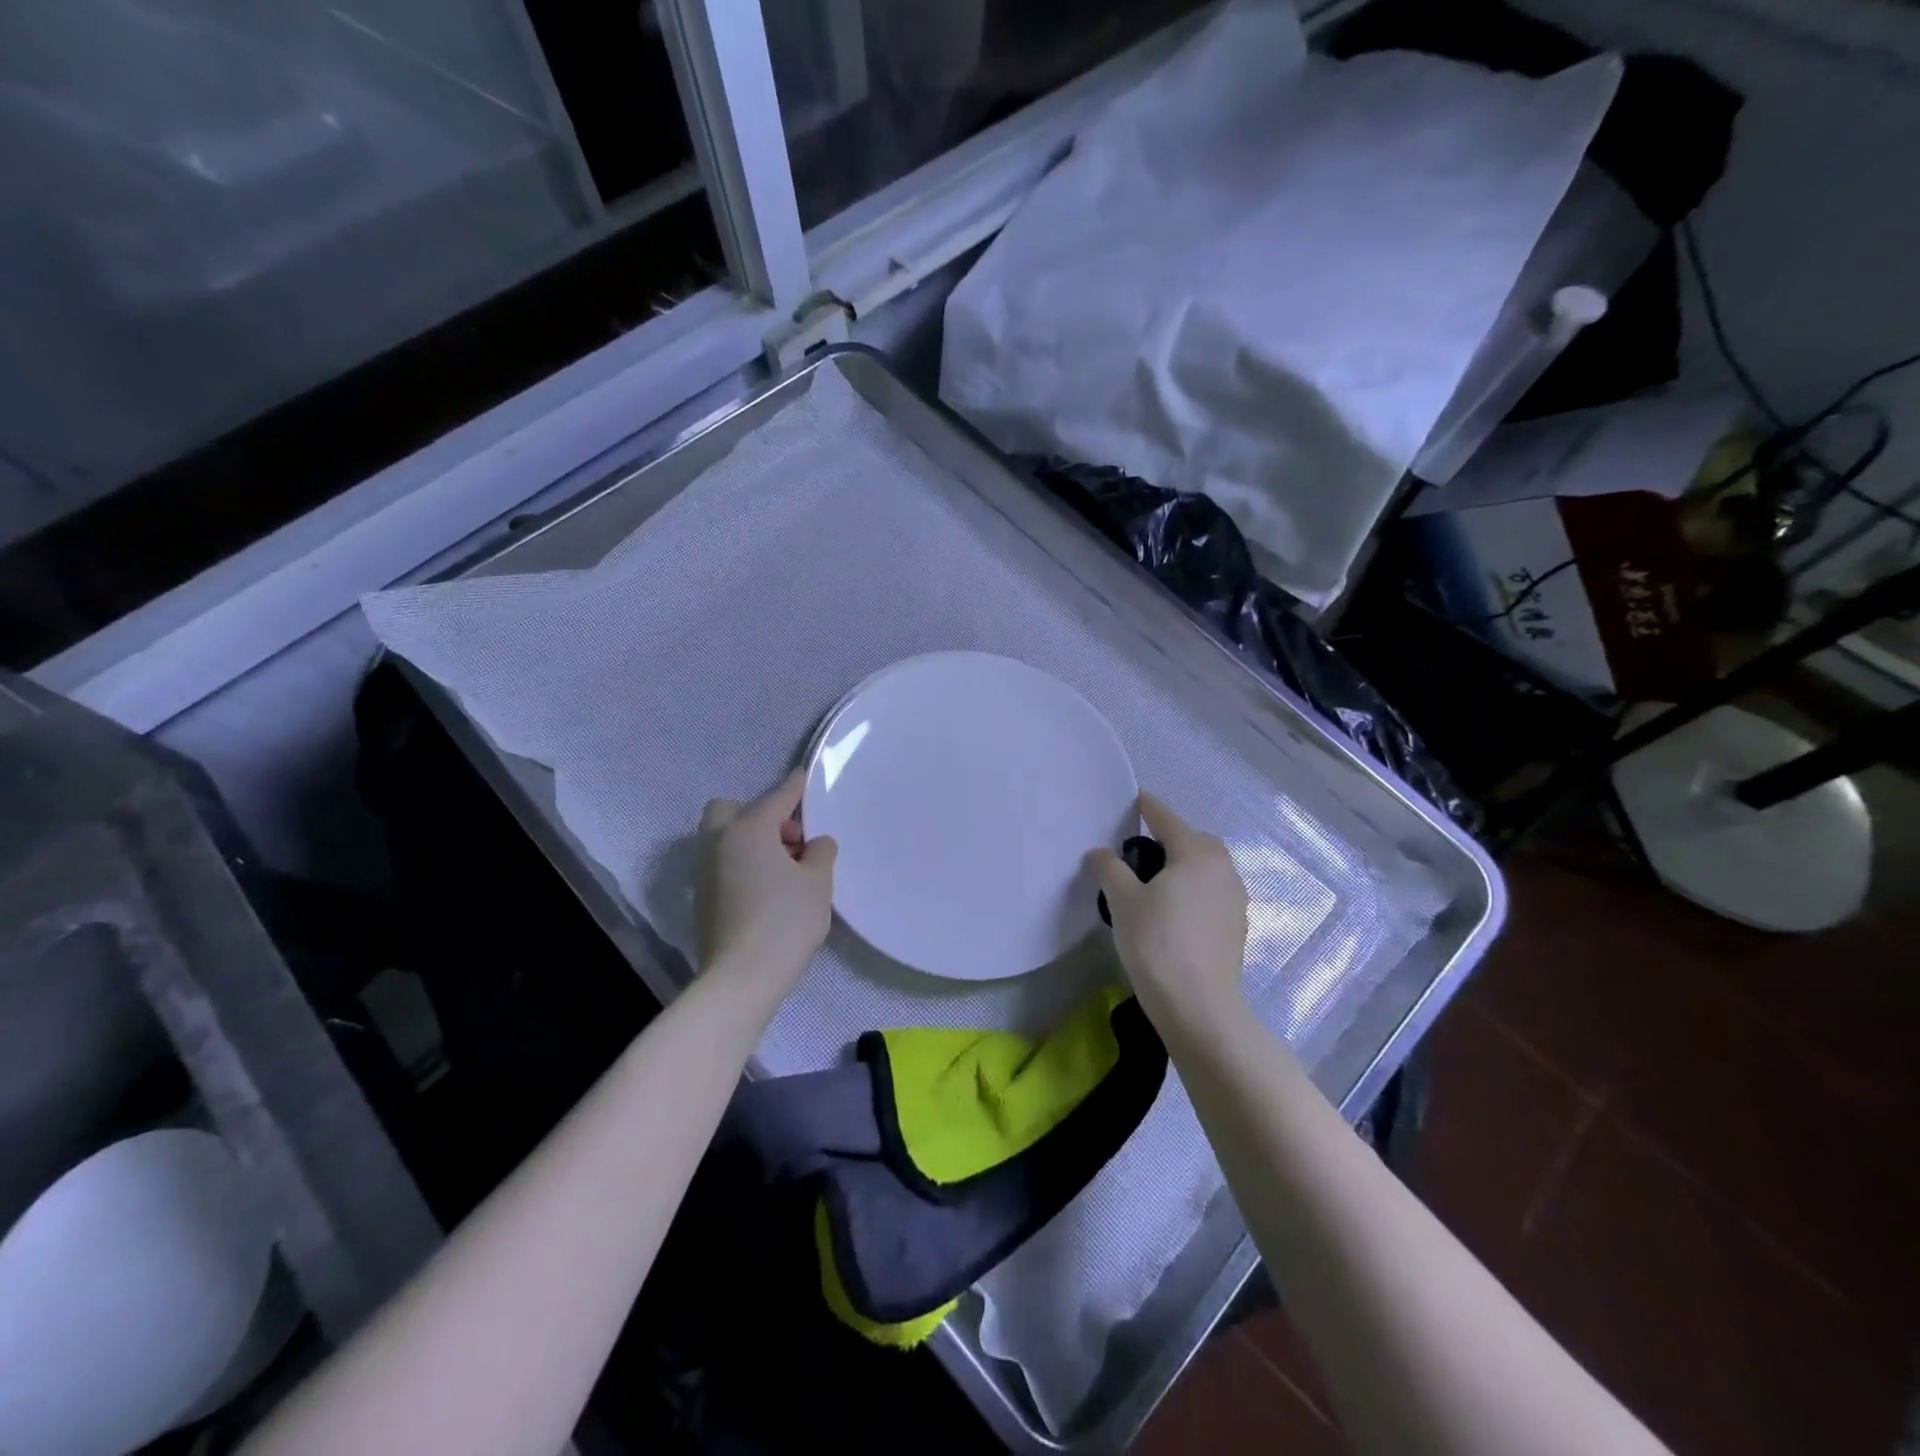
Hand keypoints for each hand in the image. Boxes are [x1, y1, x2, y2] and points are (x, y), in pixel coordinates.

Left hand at [695, 770, 837, 1003]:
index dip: (794, 787)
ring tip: (785, 869)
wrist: (740, 978)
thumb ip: (820, 853)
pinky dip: (743, 864)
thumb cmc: (785, 922)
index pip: (777, 798)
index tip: (803, 777)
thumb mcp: (817, 883)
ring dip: (751, 841)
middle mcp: (719, 842)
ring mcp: (705, 871)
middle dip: (760, 815)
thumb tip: (814, 844)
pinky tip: (767, 889)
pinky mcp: (702, 898)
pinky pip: (724, 864)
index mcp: (748, 829)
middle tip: (790, 841)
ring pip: (725, 838)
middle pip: (732, 810)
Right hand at [1088, 792, 1248, 1030]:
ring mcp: (1235, 898)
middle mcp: (1223, 869)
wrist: (1198, 1006)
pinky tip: (1174, 909)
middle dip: (1170, 837)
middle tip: (1140, 849)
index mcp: (1197, 854)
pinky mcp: (1237, 926)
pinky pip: (1212, 892)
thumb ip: (1110, 868)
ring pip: (1206, 867)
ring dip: (1184, 864)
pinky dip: (1194, 889)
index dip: (1147, 807)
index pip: (1166, 819)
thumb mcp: (1123, 901)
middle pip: (1194, 840)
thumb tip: (1101, 852)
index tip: (1133, 797)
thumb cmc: (1157, 943)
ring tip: (1155, 881)